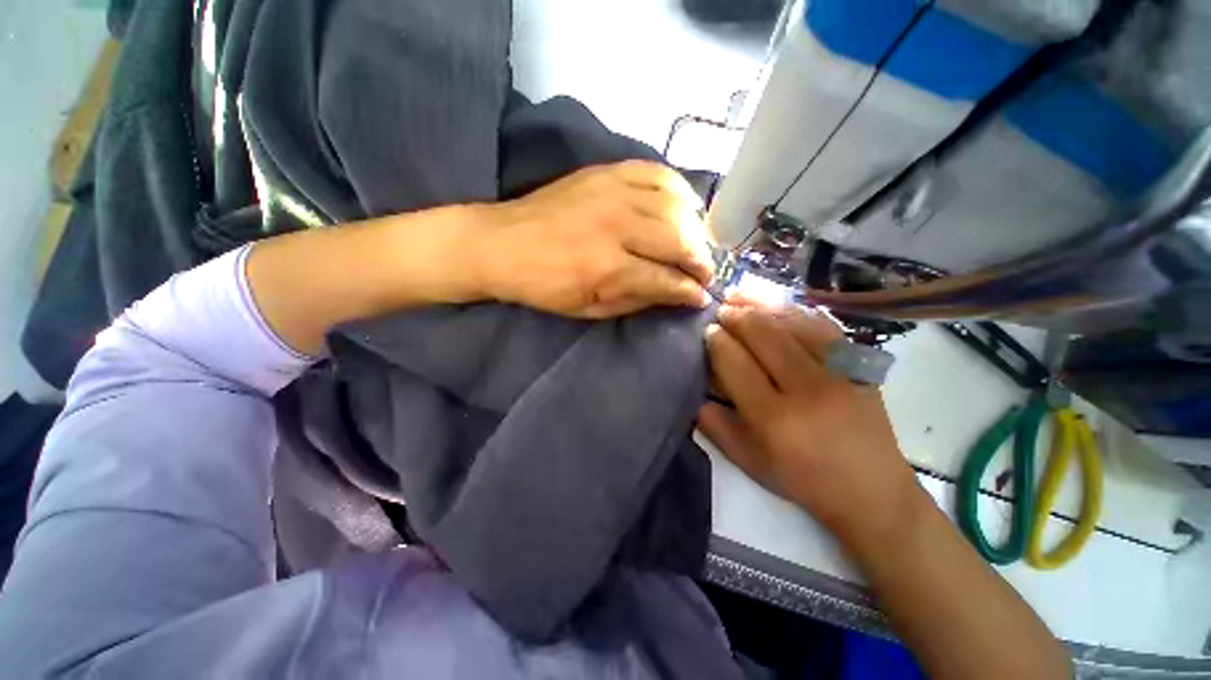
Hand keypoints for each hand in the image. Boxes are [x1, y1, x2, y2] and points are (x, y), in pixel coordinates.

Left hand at [473, 161, 714, 317]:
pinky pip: (657, 172)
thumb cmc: (544, 286)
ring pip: (675, 205)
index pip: (666, 278)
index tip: (701, 296)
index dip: (689, 290)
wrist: (501, 243)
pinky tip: (683, 206)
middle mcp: (615, 225)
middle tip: (704, 272)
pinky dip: (678, 189)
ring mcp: (611, 192)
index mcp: (606, 267)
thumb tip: (678, 295)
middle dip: (701, 260)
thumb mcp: (588, 308)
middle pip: (679, 238)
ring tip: (696, 244)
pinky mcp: (606, 172)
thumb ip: (636, 300)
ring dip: (695, 228)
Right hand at [697, 299, 919, 540]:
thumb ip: (714, 425)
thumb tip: (696, 391)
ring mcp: (840, 374)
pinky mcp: (861, 367)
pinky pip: (825, 326)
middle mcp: (807, 390)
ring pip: (795, 323)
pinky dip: (797, 311)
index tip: (708, 330)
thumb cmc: (801, 479)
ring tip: (742, 296)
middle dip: (737, 315)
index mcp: (773, 419)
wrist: (872, 491)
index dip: (717, 340)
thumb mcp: (747, 461)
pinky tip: (780, 305)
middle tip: (722, 309)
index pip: (736, 363)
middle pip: (765, 335)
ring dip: (763, 305)